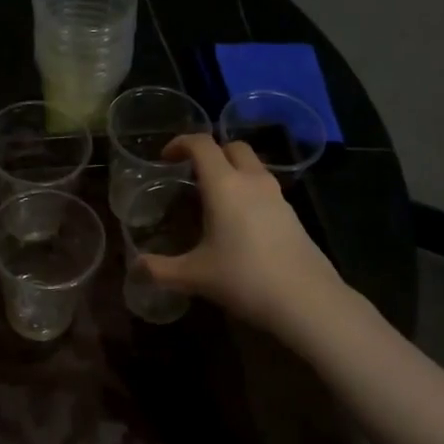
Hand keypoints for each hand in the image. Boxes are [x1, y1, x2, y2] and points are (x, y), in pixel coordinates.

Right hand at [139, 134, 345, 330]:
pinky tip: (239, 222)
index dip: (180, 143)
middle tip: (192, 174)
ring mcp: (277, 196)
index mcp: (225, 185)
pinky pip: (265, 188)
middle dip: (211, 152)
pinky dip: (248, 191)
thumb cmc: (244, 278)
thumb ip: (160, 269)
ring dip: (232, 171)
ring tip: (213, 198)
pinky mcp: (292, 214)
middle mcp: (252, 181)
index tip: (165, 157)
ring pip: (253, 166)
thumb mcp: (195, 276)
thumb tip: (135, 268)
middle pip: (233, 147)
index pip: (202, 144)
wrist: (307, 300)